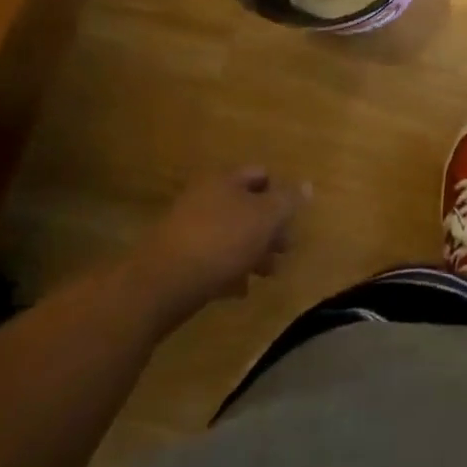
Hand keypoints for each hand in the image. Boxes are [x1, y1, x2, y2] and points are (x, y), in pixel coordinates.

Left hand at [137, 166, 307, 306]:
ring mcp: (188, 229)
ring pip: (231, 235)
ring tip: (267, 274)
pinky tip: (239, 291)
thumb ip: (288, 201)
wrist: (159, 285)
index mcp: (225, 180)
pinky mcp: (177, 259)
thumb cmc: (220, 242)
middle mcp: (206, 198)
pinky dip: (229, 271)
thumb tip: (307, 185)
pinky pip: (212, 259)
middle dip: (269, 228)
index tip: (292, 219)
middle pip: (246, 207)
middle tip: (285, 250)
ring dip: (252, 252)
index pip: (261, 175)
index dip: (280, 193)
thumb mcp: (265, 218)